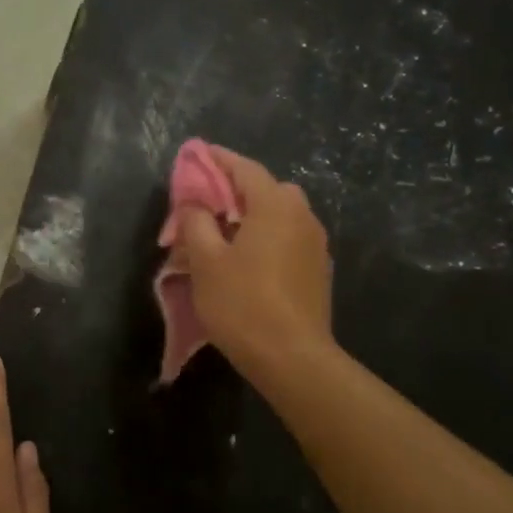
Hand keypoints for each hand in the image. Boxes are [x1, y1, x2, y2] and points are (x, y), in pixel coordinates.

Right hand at [177, 147, 333, 378]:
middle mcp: (302, 216)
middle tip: (206, 203)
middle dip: (235, 189)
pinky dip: (265, 236)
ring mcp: (315, 244)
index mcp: (275, 205)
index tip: (196, 155)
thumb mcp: (205, 261)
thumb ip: (196, 222)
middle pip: (265, 189)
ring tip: (222, 233)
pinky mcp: (317, 270)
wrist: (292, 358)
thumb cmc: (243, 303)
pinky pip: (287, 238)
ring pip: (278, 215)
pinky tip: (246, 259)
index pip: (244, 168)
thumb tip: (195, 203)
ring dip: (251, 215)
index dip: (217, 159)